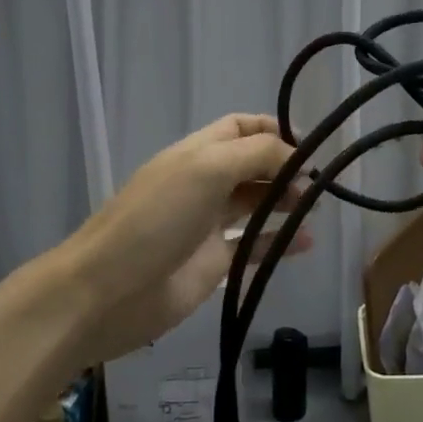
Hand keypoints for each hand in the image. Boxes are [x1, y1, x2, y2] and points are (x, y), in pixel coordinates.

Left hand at [62, 114, 311, 364]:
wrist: (105, 293)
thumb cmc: (156, 219)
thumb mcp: (207, 169)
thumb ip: (256, 155)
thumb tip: (297, 160)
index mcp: (197, 153)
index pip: (240, 128)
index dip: (274, 129)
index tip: (309, 146)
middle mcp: (204, 183)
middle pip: (253, 165)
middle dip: (286, 168)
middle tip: (317, 185)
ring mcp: (208, 225)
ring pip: (256, 204)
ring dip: (286, 202)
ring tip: (314, 209)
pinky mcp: (213, 264)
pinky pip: (254, 246)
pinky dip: (280, 242)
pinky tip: (306, 243)